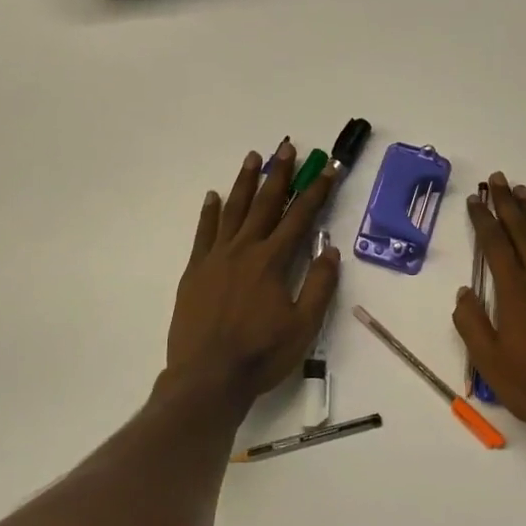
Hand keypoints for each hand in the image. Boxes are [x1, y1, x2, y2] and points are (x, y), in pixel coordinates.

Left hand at [166, 143, 339, 402]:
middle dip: (280, 174)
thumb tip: (331, 250)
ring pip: (233, 210)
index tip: (328, 169)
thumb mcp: (303, 325)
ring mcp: (215, 258)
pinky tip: (213, 195)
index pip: (300, 218)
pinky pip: (203, 233)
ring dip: (245, 182)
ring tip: (253, 157)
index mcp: (272, 262)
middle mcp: (244, 250)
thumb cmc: (261, 354)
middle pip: (265, 204)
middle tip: (287, 147)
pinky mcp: (195, 271)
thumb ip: (319, 285)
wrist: (207, 378)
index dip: (316, 192)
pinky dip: (209, 212)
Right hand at [453, 174, 525, 444]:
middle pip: (521, 232)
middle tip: (497, 179)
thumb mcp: (489, 361)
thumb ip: (471, 323)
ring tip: (522, 190)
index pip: (495, 245)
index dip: (483, 219)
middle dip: (507, 204)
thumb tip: (464, 292)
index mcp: (514, 292)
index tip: (474, 199)